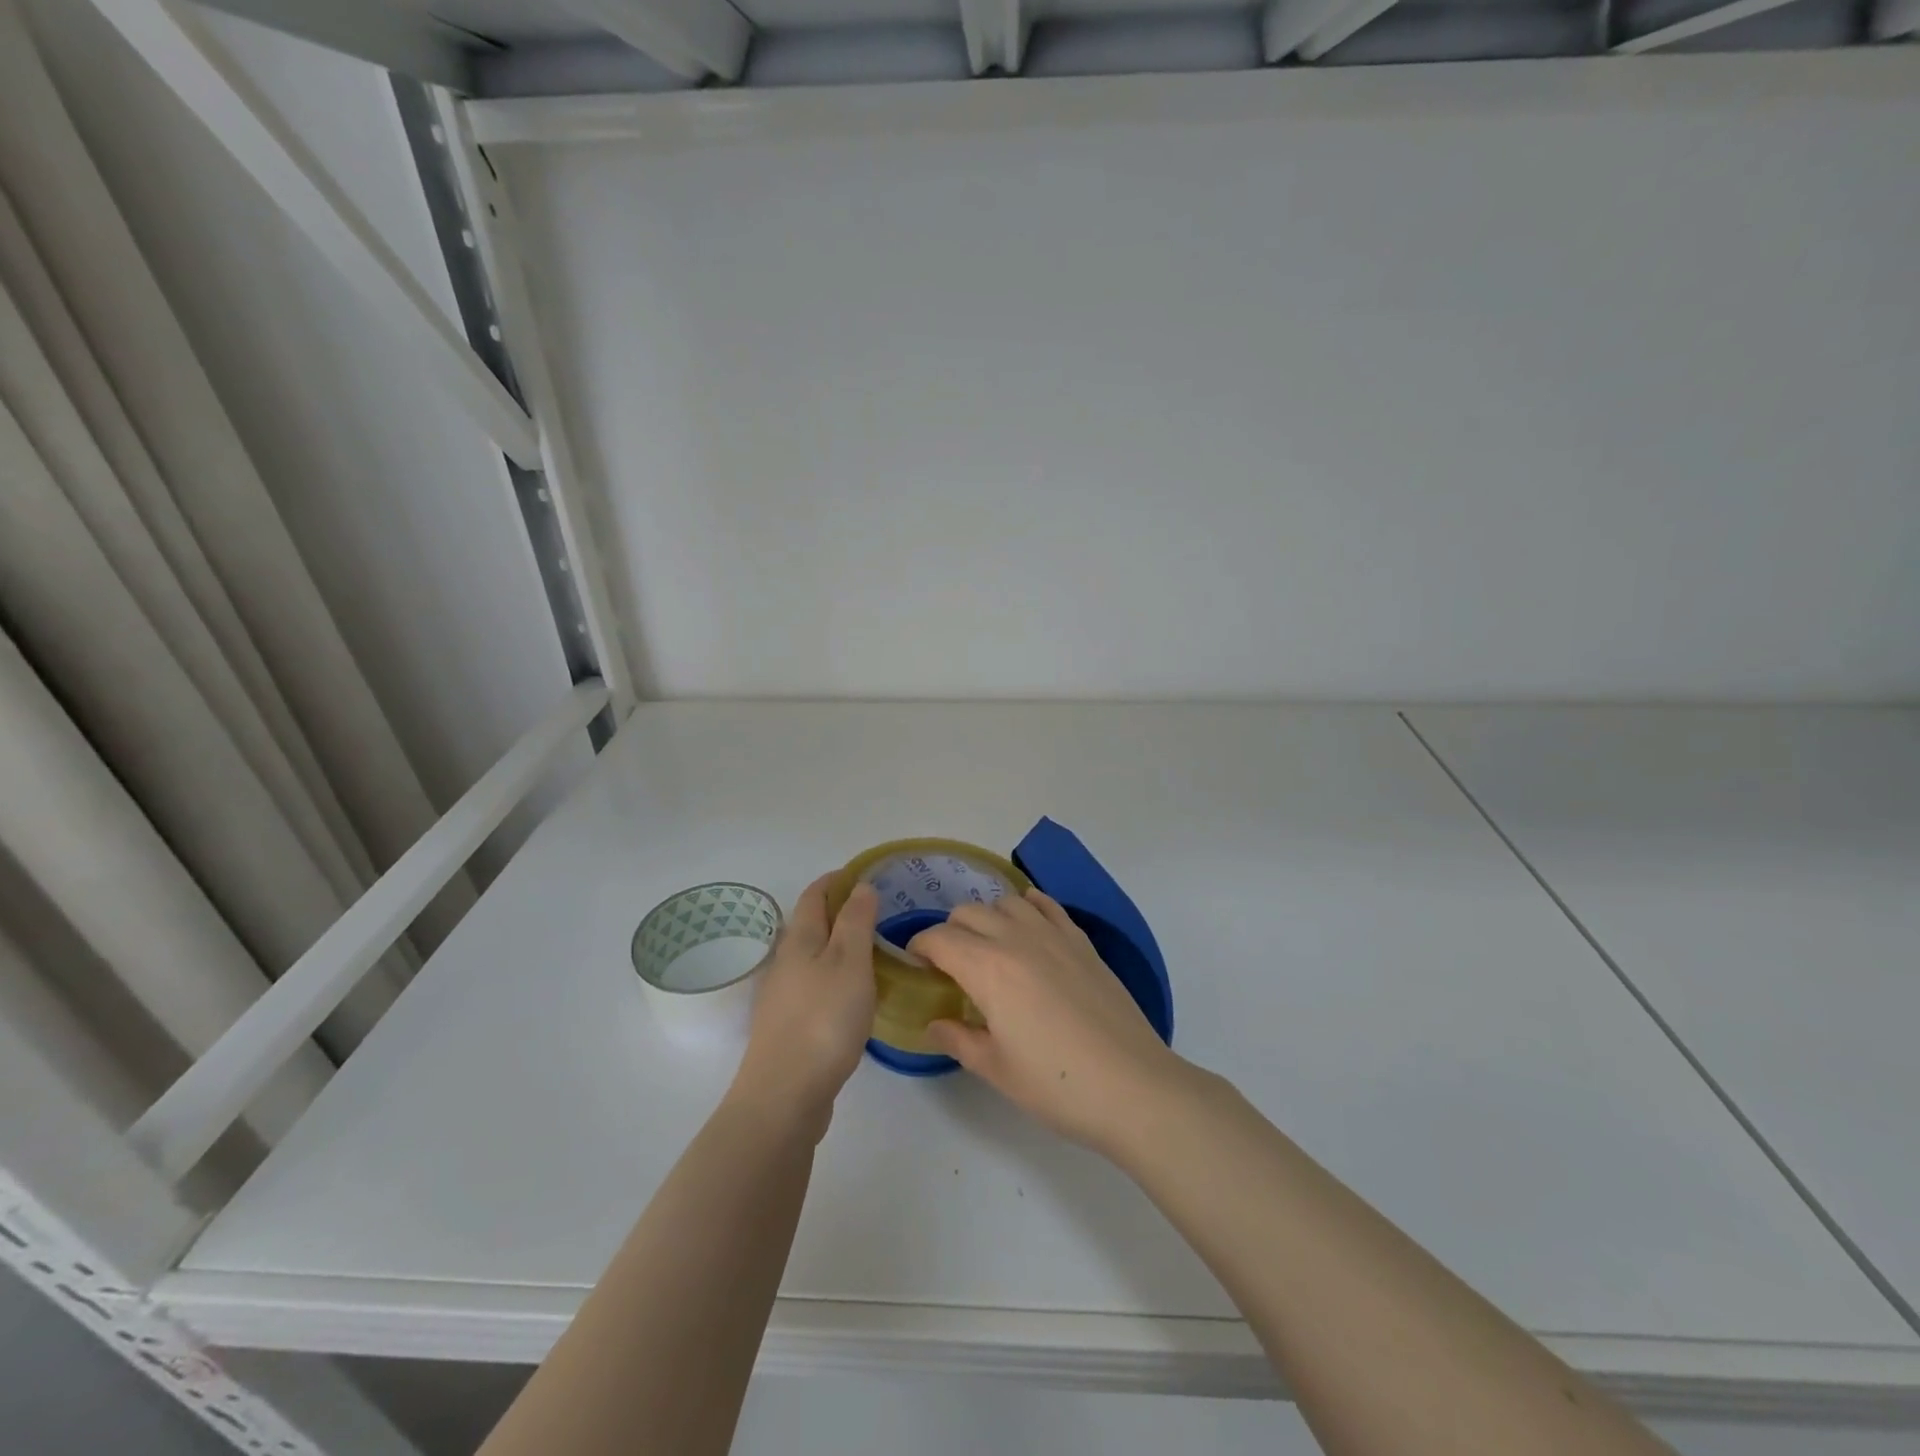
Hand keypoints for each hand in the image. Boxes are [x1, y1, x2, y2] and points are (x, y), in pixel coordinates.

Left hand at [728, 876, 877, 1139]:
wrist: (784, 1095)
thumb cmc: (823, 1019)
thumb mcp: (850, 962)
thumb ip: (856, 922)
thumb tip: (859, 886)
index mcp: (800, 940)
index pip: (815, 894)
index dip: (837, 879)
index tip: (864, 874)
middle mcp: (786, 962)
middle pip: (811, 924)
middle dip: (840, 911)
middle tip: (879, 912)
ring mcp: (784, 996)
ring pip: (813, 957)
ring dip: (839, 946)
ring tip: (874, 950)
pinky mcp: (789, 1027)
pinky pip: (815, 986)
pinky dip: (836, 977)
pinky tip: (855, 995)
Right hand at [908, 890, 1186, 1154]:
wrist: (1133, 1086)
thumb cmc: (1057, 1085)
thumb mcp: (996, 1069)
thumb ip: (958, 1039)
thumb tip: (934, 1023)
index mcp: (987, 968)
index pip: (939, 939)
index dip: (919, 947)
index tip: (916, 966)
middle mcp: (1016, 939)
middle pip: (968, 913)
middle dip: (949, 932)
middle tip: (950, 965)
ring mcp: (1054, 935)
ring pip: (1006, 902)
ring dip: (987, 917)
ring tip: (988, 947)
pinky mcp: (1082, 941)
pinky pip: (1047, 905)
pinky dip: (1028, 905)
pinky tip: (1027, 922)